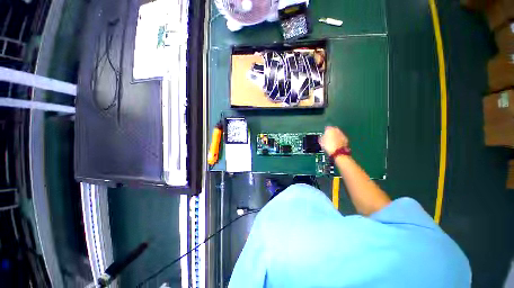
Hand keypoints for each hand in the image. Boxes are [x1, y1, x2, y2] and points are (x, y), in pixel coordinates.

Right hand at [319, 126, 348, 154]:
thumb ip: (322, 137)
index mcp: (330, 129)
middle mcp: (337, 130)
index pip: (327, 128)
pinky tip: (336, 145)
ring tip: (332, 142)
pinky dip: (339, 140)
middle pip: (333, 130)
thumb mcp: (321, 142)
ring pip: (338, 134)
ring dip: (335, 137)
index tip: (323, 135)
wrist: (339, 152)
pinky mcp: (346, 140)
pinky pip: (341, 138)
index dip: (325, 132)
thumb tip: (322, 137)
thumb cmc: (328, 146)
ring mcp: (342, 134)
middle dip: (331, 134)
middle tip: (328, 139)